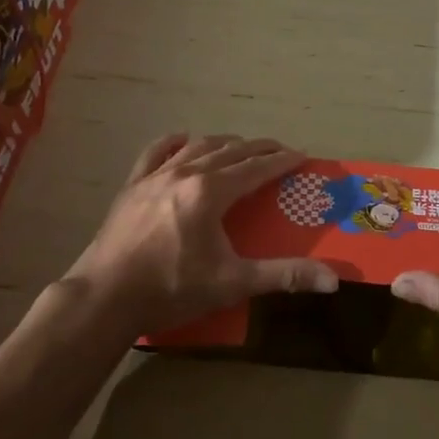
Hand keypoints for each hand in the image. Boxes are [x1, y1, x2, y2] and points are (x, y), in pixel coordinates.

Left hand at [67, 134, 338, 334]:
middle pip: (230, 151)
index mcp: (211, 192)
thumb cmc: (172, 289)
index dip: (281, 161)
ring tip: (239, 146)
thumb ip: (283, 276)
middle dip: (258, 149)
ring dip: (223, 143)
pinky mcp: (132, 187)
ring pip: (197, 147)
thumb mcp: (233, 283)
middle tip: (278, 151)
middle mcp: (186, 173)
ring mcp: (155, 176)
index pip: (256, 168)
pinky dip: (173, 143)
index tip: (301, 156)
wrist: (105, 297)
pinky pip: (155, 153)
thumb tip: (333, 279)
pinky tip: (182, 140)